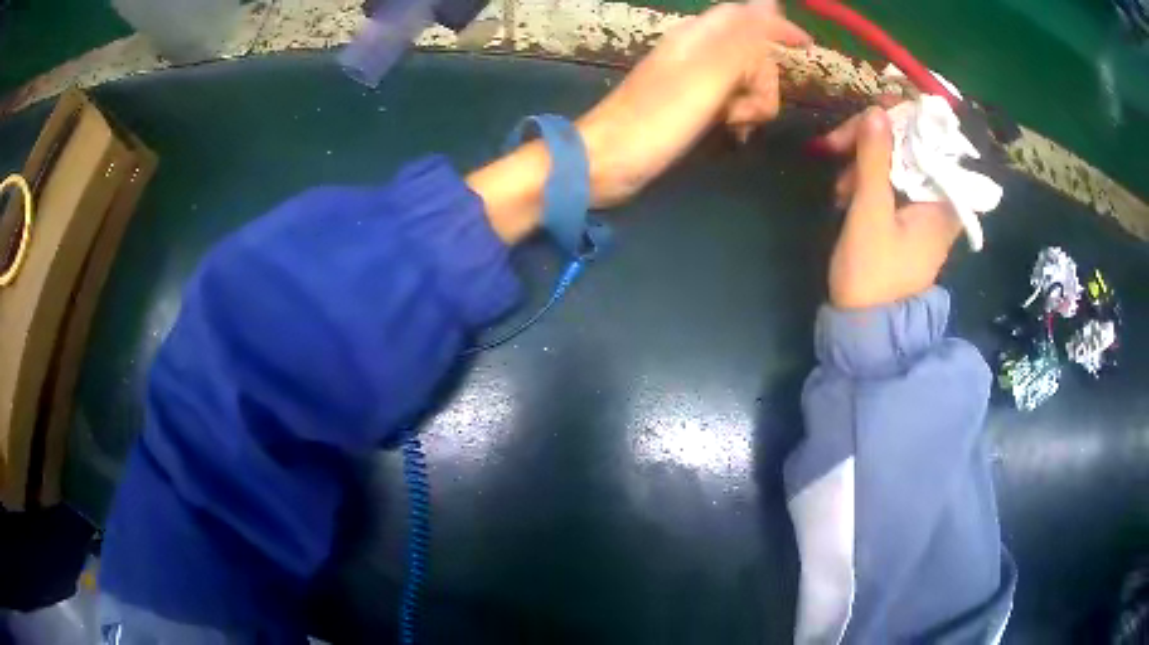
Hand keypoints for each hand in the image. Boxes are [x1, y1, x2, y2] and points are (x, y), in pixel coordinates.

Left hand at [577, 1, 810, 205]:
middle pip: (752, 54)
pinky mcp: (689, 106)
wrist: (609, 161)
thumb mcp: (708, 76)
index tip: (807, 48)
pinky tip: (731, 133)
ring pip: (745, 81)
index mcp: (698, 37)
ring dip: (752, 105)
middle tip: (749, 109)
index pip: (745, 17)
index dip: (778, 27)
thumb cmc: (657, 118)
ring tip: (734, 126)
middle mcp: (697, 52)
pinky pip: (730, 102)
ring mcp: (693, 80)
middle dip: (764, 82)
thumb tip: (769, 2)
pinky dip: (738, 117)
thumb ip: (742, 40)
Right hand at [822, 107, 962, 308]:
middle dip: (873, 142)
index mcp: (943, 199)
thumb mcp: (870, 213)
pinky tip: (846, 195)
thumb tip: (876, 110)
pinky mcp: (908, 220)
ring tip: (839, 187)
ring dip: (864, 163)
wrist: (867, 328)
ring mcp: (924, 210)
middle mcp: (940, 200)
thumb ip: (874, 159)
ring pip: (897, 163)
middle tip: (836, 146)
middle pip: (911, 147)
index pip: (931, 138)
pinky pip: (891, 183)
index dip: (901, 118)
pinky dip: (867, 180)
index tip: (867, 114)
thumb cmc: (873, 274)